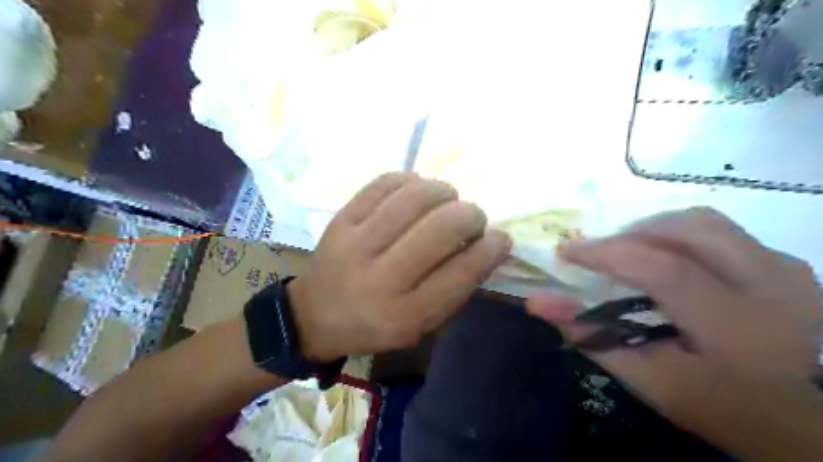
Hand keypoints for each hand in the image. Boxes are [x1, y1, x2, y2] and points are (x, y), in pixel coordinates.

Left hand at [288, 171, 508, 360]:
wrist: (316, 314)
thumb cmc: (376, 324)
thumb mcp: (421, 324)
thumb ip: (456, 288)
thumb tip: (489, 244)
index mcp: (405, 315)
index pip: (461, 273)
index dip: (490, 249)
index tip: (501, 238)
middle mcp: (381, 279)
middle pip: (440, 228)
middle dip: (470, 215)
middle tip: (474, 218)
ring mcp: (356, 244)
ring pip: (415, 198)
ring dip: (444, 192)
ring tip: (448, 200)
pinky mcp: (341, 219)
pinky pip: (385, 183)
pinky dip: (412, 181)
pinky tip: (418, 191)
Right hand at [528, 207, 822, 420]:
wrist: (808, 422)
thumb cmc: (721, 407)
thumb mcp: (650, 381)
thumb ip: (592, 337)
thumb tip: (536, 302)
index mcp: (737, 329)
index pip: (662, 270)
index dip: (606, 253)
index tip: (566, 251)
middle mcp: (772, 287)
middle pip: (688, 229)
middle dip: (630, 233)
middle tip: (600, 253)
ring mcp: (787, 270)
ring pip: (705, 222)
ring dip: (654, 230)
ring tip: (629, 253)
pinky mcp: (789, 264)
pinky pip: (722, 232)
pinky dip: (680, 237)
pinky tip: (668, 261)